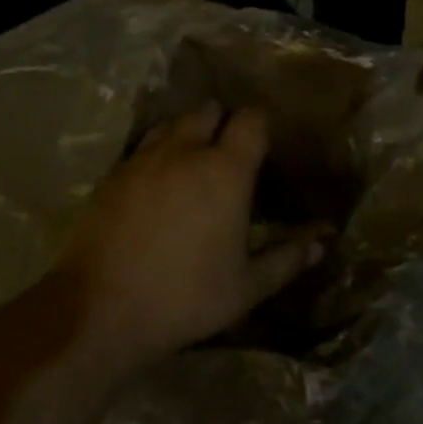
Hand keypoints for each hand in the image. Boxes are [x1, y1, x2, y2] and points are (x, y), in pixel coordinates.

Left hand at [53, 104, 326, 364]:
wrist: (99, 311)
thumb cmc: (185, 298)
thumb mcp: (247, 287)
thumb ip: (287, 258)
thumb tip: (323, 241)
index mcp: (225, 171)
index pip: (251, 120)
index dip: (261, 124)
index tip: (265, 143)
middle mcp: (184, 152)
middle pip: (208, 112)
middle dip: (222, 123)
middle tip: (230, 154)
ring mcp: (142, 160)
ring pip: (171, 125)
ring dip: (187, 134)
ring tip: (193, 162)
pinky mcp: (111, 176)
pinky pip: (141, 148)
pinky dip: (156, 154)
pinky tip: (156, 184)